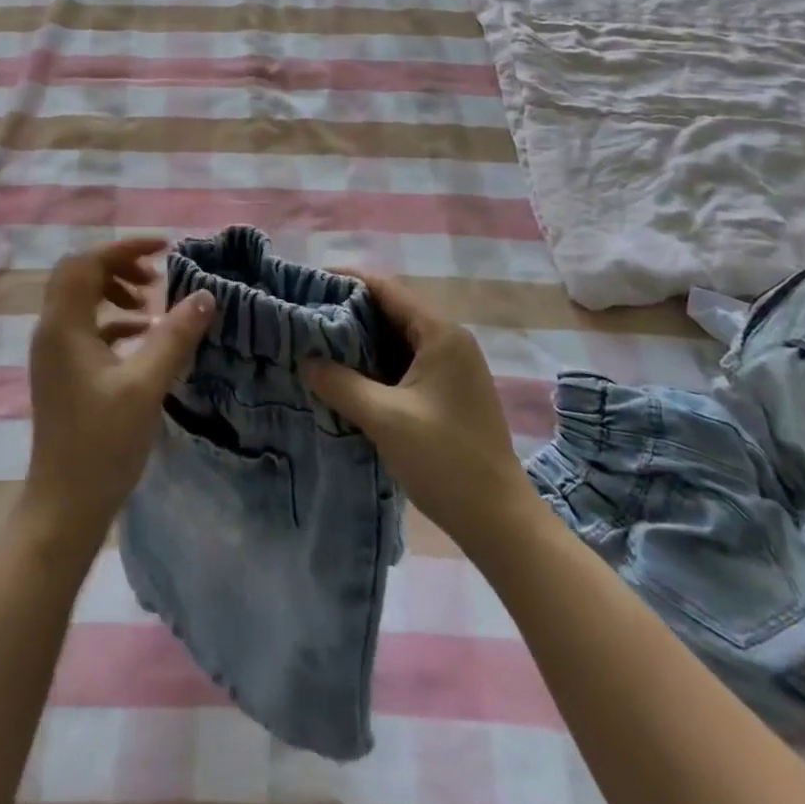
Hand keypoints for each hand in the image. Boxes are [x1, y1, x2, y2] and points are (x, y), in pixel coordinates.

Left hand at [21, 238, 215, 551]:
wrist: (64, 508)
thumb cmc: (102, 444)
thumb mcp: (146, 385)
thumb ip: (174, 336)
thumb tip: (204, 295)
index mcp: (63, 326)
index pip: (87, 263)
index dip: (125, 247)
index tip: (165, 248)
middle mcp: (52, 331)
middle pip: (80, 275)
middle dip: (119, 265)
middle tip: (156, 276)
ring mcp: (54, 353)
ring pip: (82, 300)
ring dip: (116, 291)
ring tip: (153, 305)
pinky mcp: (63, 373)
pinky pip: (86, 328)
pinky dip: (114, 321)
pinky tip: (145, 337)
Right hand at [304, 272, 534, 558]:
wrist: (499, 522)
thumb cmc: (445, 460)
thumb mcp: (384, 418)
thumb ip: (340, 383)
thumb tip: (305, 360)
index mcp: (440, 334)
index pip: (386, 289)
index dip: (346, 281)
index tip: (308, 284)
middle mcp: (449, 341)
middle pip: (391, 311)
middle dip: (348, 312)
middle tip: (305, 317)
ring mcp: (451, 368)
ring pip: (396, 339)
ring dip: (360, 341)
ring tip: (316, 344)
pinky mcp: (447, 393)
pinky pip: (404, 364)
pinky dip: (375, 364)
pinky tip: (345, 376)